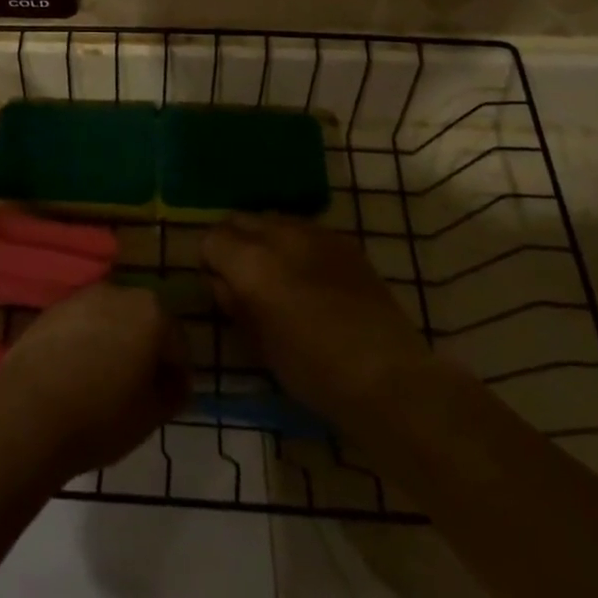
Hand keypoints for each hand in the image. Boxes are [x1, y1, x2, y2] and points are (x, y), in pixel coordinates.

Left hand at [0, 284, 189, 477]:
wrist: (29, 412)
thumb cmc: (101, 416)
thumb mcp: (151, 416)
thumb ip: (172, 393)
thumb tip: (174, 383)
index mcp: (150, 312)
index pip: (177, 343)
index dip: (178, 374)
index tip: (172, 399)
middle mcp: (117, 293)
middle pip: (142, 322)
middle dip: (145, 351)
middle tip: (140, 390)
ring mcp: (80, 298)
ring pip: (109, 321)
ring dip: (113, 344)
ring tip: (105, 383)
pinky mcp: (51, 310)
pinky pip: (80, 326)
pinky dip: (85, 344)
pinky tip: (76, 375)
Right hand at [202, 215, 428, 431]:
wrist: (387, 378)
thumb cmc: (313, 372)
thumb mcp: (259, 344)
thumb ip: (234, 304)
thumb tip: (224, 282)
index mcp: (252, 263)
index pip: (212, 238)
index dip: (210, 261)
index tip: (219, 286)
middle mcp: (280, 235)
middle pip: (240, 219)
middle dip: (234, 242)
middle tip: (243, 278)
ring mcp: (315, 233)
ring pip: (273, 220)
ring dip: (265, 240)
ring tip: (279, 275)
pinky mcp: (344, 241)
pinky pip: (306, 230)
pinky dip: (296, 245)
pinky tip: (310, 277)